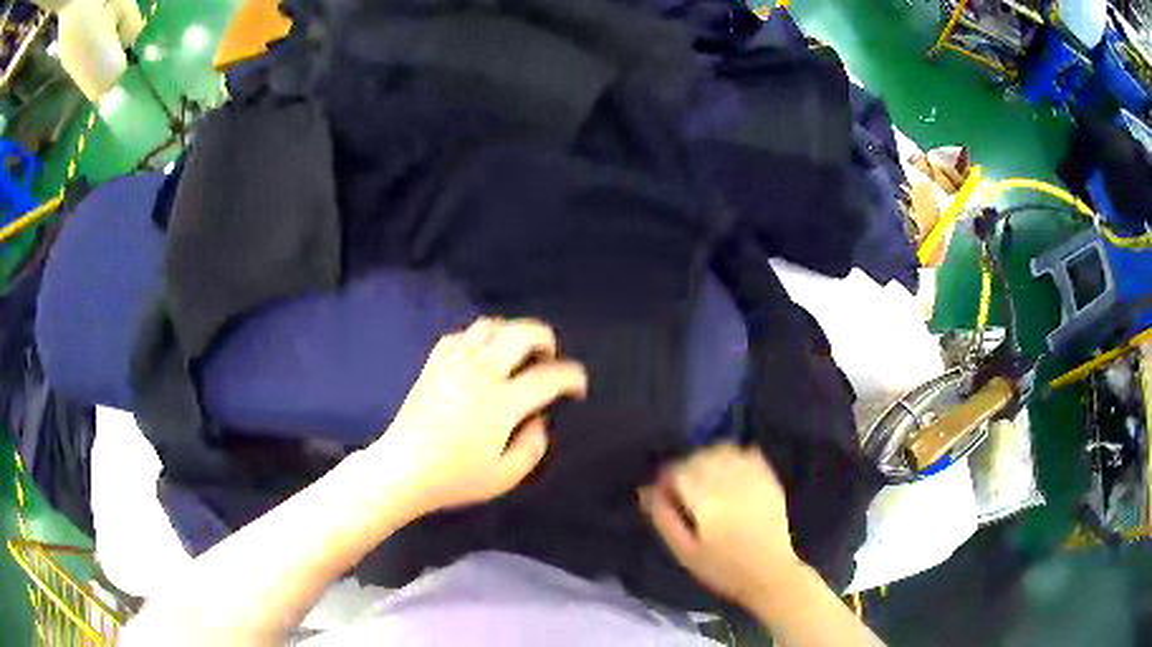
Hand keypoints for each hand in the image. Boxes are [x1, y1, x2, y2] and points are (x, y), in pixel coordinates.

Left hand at [376, 317, 586, 512]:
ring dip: (512, 332)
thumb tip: (539, 420)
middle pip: (521, 334)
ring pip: (490, 326)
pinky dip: (479, 337)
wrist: (402, 468)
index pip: (548, 377)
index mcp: (502, 402)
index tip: (578, 385)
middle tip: (551, 356)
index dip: (571, 377)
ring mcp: (454, 363)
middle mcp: (481, 372)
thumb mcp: (505, 476)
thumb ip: (533, 447)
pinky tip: (481, 353)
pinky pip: (461, 335)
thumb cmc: (455, 478)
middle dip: (545, 338)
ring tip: (518, 351)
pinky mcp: (434, 364)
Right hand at [639, 444, 800, 609]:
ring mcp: (753, 477)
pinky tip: (729, 474)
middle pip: (699, 456)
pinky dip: (733, 456)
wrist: (771, 573)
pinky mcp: (769, 478)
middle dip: (685, 467)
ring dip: (708, 459)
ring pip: (722, 449)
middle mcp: (730, 482)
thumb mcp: (685, 552)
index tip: (664, 494)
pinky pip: (747, 452)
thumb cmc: (723, 569)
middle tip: (682, 490)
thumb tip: (646, 491)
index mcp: (707, 501)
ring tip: (705, 481)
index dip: (666, 479)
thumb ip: (664, 519)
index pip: (678, 471)